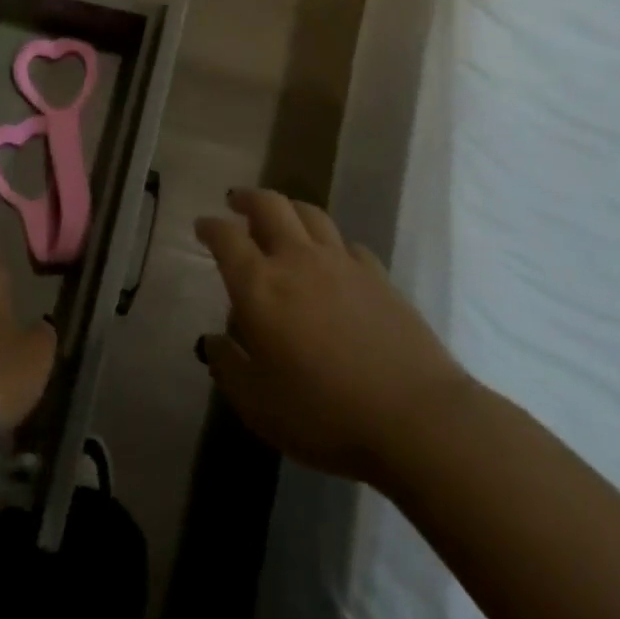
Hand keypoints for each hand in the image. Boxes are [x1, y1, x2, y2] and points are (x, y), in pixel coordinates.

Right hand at [197, 189, 472, 487]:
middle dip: (248, 199)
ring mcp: (342, 264)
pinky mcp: (378, 276)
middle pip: (270, 206)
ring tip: (280, 217)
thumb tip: (214, 341)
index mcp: (259, 286)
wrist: (416, 420)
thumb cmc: (324, 414)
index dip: (210, 226)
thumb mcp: (258, 405)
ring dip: (288, 208)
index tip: (202, 227)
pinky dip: (329, 241)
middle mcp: (297, 261)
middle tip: (236, 202)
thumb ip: (228, 367)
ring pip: (310, 214)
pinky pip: (346, 243)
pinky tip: (330, 257)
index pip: (226, 236)